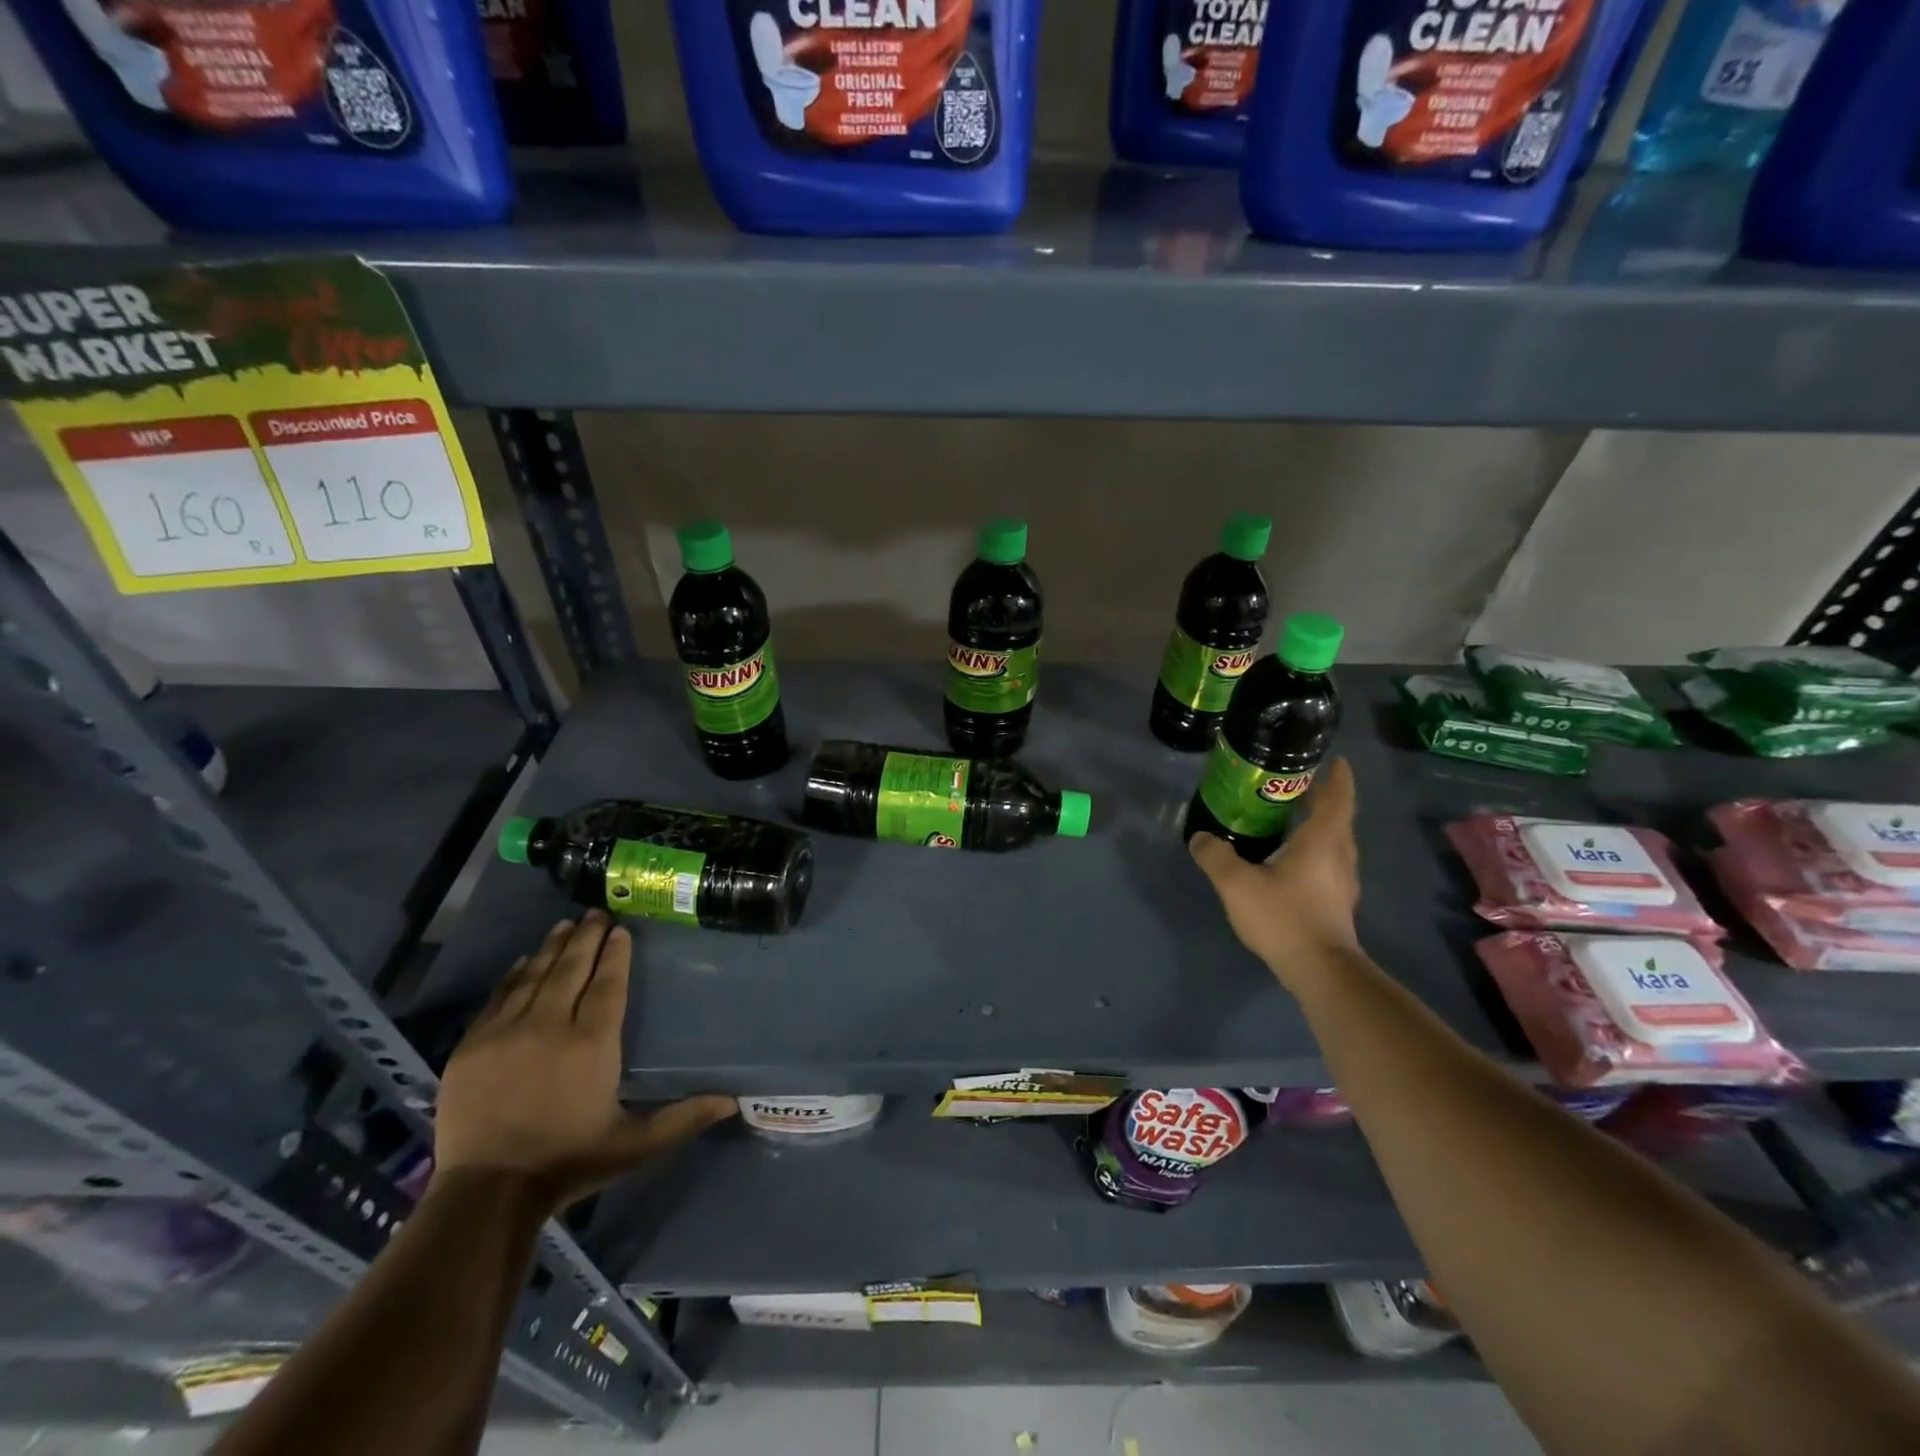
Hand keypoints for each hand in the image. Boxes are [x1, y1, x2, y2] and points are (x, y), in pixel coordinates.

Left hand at [435, 912, 735, 1206]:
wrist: (487, 1194)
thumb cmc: (569, 1161)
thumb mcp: (635, 1144)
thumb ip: (683, 1118)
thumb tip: (732, 1101)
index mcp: (592, 1044)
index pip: (608, 983)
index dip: (616, 953)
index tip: (621, 929)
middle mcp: (550, 1026)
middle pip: (572, 969)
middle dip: (587, 937)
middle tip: (597, 911)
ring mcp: (506, 1033)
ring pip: (535, 975)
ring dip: (553, 947)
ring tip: (566, 924)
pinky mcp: (472, 1047)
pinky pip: (498, 997)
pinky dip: (515, 974)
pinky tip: (525, 960)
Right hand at [1189, 756, 1361, 988]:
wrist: (1320, 971)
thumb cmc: (1285, 917)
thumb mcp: (1237, 883)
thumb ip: (1216, 856)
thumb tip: (1200, 838)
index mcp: (1322, 841)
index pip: (1338, 798)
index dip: (1338, 777)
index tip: (1333, 759)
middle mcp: (1339, 856)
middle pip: (1338, 818)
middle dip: (1323, 799)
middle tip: (1297, 785)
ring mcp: (1342, 883)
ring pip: (1335, 843)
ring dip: (1319, 826)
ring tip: (1291, 819)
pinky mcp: (1337, 904)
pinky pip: (1328, 864)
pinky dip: (1315, 852)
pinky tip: (1290, 861)